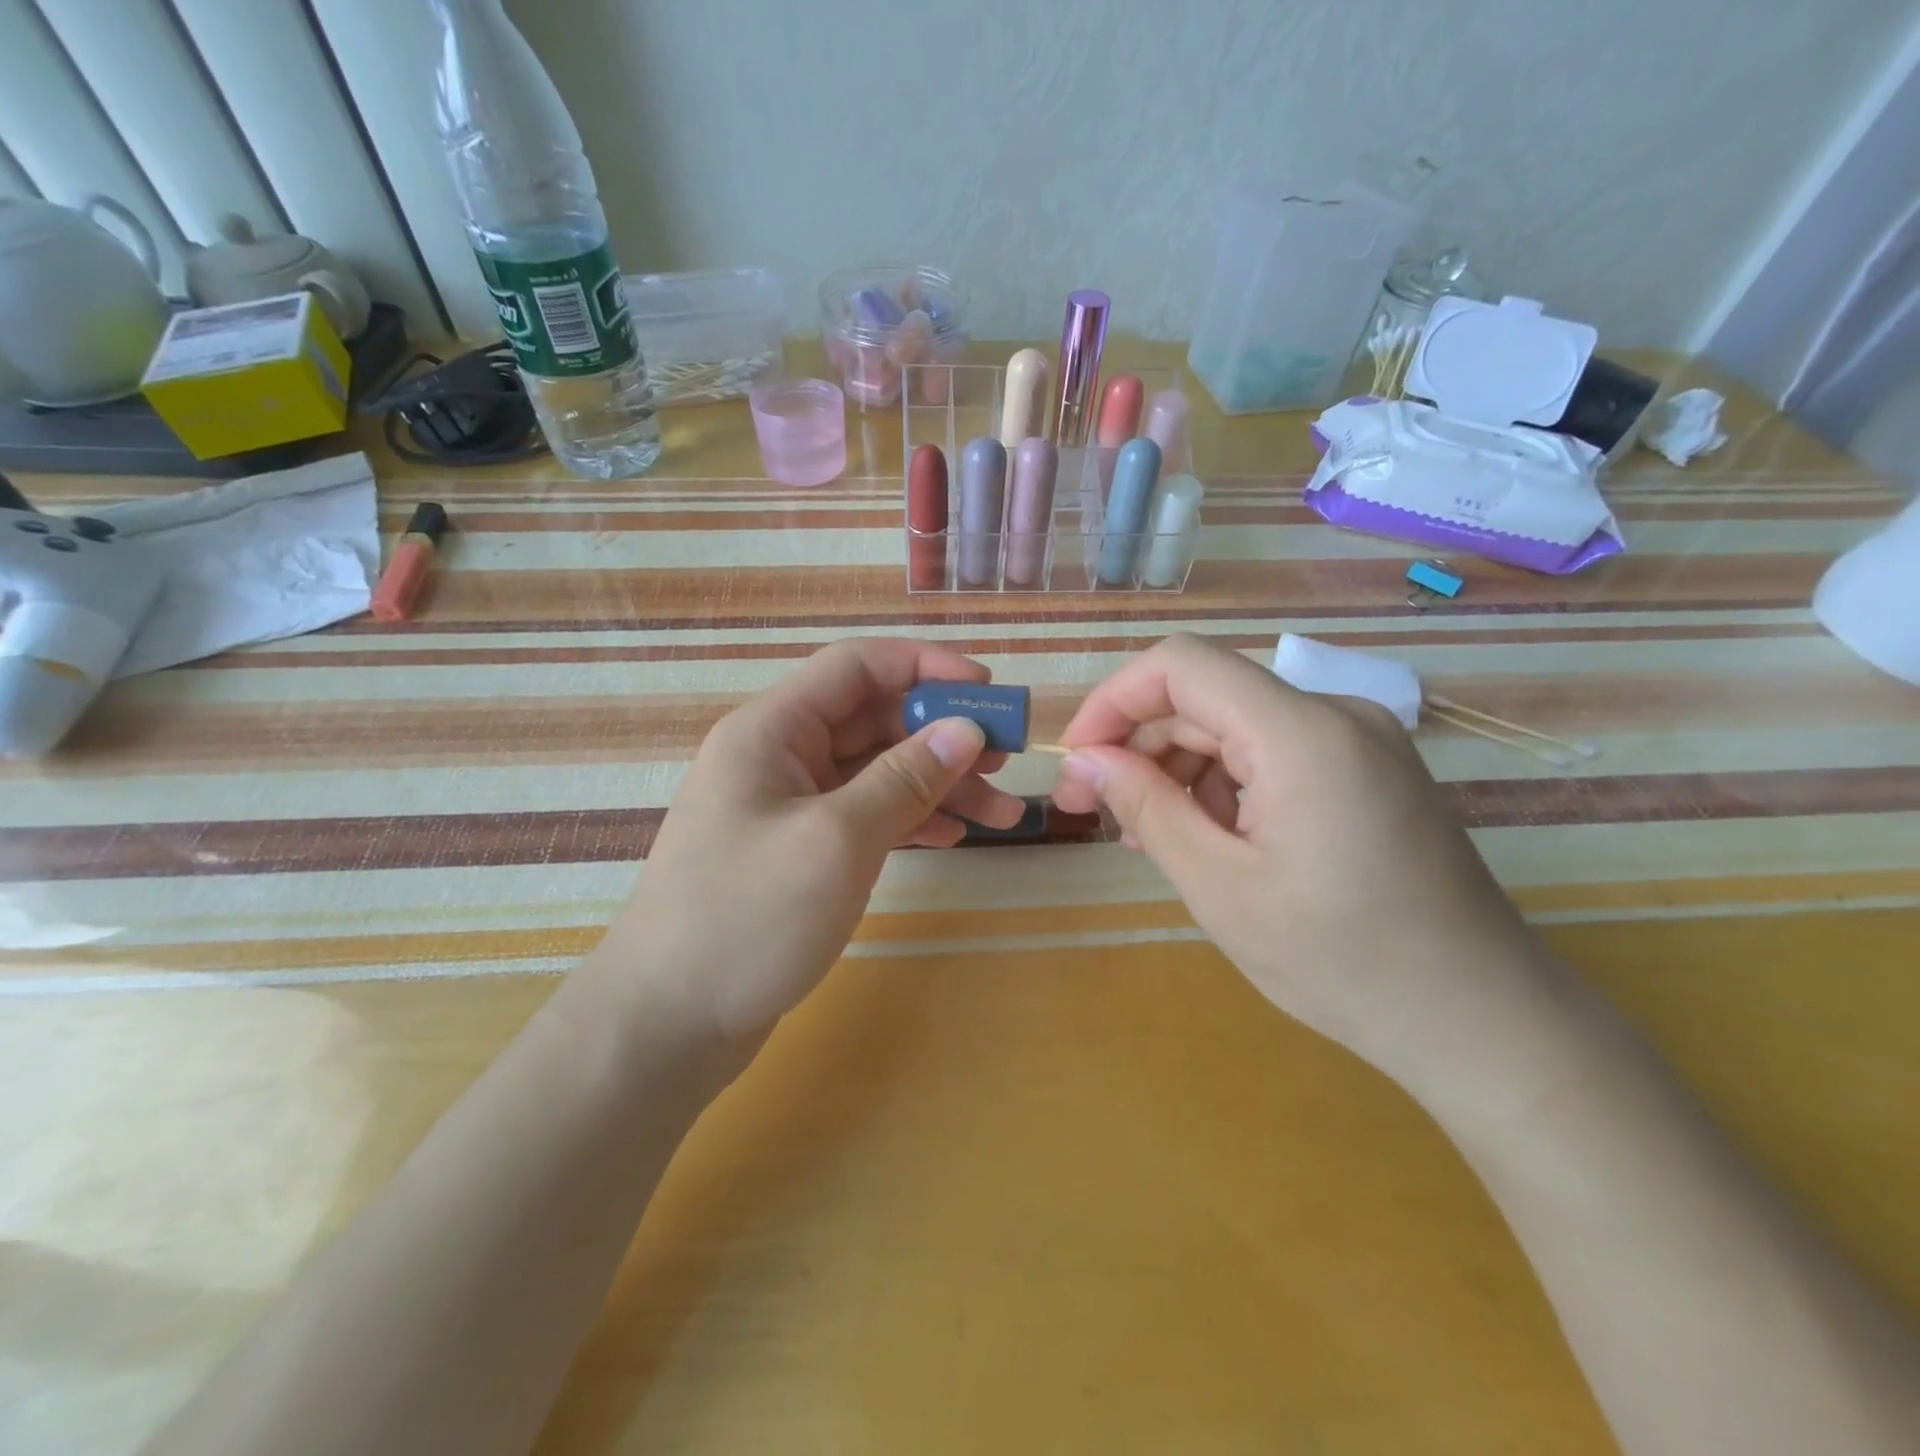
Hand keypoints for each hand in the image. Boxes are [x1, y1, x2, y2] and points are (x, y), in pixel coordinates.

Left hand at [618, 639, 1025, 1037]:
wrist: (668, 1024)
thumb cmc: (747, 917)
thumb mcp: (837, 840)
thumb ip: (905, 778)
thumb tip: (965, 729)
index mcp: (773, 730)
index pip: (857, 666)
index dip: (925, 667)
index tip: (987, 689)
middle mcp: (780, 757)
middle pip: (874, 721)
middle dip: (943, 736)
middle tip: (1008, 759)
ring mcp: (789, 807)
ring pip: (876, 773)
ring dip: (939, 785)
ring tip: (1003, 813)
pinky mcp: (798, 853)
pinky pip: (865, 817)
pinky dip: (911, 821)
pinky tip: (954, 838)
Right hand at [1051, 635, 1537, 1089]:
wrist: (1480, 1019)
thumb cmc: (1342, 961)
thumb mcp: (1220, 887)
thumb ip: (1146, 807)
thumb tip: (1085, 760)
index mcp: (1301, 733)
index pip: (1180, 666)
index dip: (1113, 700)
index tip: (1077, 760)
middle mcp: (1334, 714)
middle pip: (1205, 697)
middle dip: (1139, 744)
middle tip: (1094, 809)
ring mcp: (1357, 740)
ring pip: (1234, 725)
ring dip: (1177, 770)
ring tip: (1148, 836)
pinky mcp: (1365, 769)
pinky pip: (1270, 752)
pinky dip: (1223, 784)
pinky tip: (1204, 838)